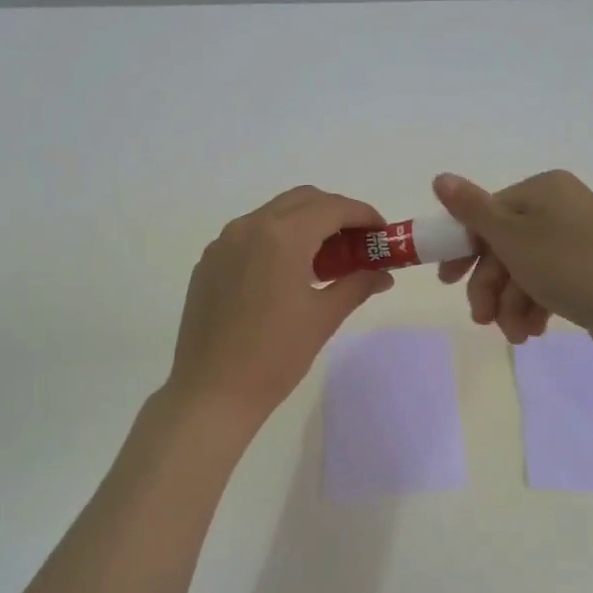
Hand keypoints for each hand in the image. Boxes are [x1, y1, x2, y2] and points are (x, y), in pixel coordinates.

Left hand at [165, 186, 394, 423]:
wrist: (212, 391)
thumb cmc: (275, 356)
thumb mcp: (323, 318)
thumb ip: (357, 285)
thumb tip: (383, 274)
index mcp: (282, 236)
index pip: (332, 208)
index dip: (363, 215)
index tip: (381, 233)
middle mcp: (249, 227)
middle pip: (303, 200)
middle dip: (335, 213)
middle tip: (357, 244)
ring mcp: (223, 243)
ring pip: (274, 214)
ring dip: (305, 224)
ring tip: (324, 260)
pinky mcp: (209, 262)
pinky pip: (249, 235)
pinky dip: (276, 240)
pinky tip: (286, 274)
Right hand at [433, 170, 592, 347]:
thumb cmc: (568, 266)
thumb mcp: (511, 237)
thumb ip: (471, 209)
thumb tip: (439, 177)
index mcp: (543, 188)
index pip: (487, 214)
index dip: (463, 250)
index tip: (448, 282)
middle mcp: (561, 206)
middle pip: (504, 246)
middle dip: (491, 287)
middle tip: (481, 319)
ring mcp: (578, 238)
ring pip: (524, 270)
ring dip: (511, 305)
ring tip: (515, 334)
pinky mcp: (590, 267)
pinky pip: (548, 282)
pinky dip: (534, 306)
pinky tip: (533, 331)